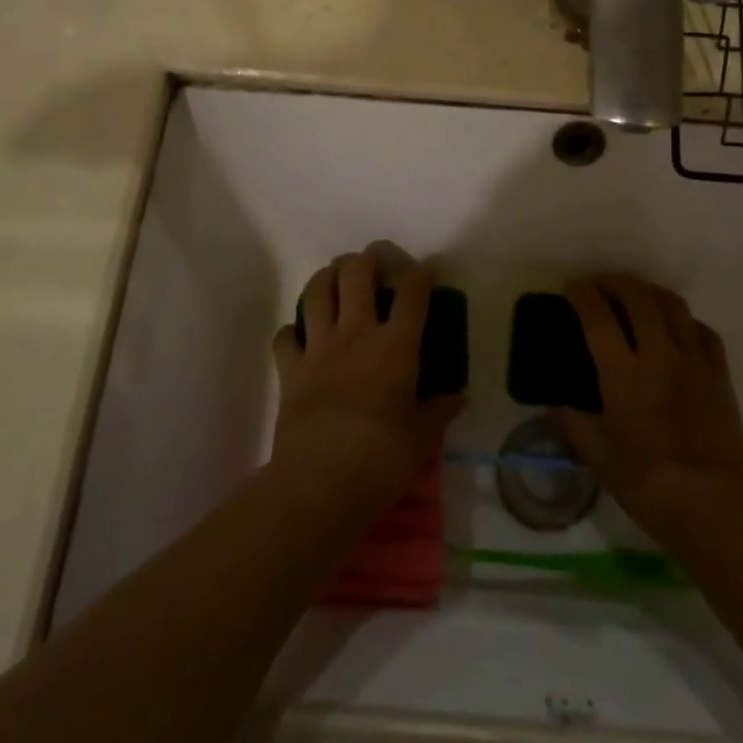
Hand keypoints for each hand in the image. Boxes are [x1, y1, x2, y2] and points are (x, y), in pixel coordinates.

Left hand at [270, 248, 464, 513]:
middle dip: (365, 260)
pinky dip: (292, 330)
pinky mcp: (290, 371)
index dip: (420, 273)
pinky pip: (285, 336)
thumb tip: (458, 396)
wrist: (321, 482)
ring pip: (316, 292)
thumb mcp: (423, 437)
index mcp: (396, 345)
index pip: (412, 293)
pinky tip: (300, 335)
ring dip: (326, 277)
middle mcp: (356, 334)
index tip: (426, 269)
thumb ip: (439, 410)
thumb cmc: (383, 458)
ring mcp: (319, 348)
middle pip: (356, 274)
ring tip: (334, 277)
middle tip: (372, 265)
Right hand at [558, 274, 742, 549]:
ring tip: (636, 296)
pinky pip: (703, 331)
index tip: (571, 288)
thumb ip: (574, 426)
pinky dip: (684, 320)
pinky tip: (676, 329)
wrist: (716, 508)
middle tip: (600, 285)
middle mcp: (659, 355)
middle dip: (615, 281)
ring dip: (649, 292)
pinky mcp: (720, 375)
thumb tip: (555, 408)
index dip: (582, 294)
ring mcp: (694, 361)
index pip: (597, 316)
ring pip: (673, 305)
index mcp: (623, 374)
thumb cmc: (649, 486)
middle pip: (638, 297)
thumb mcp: (600, 460)